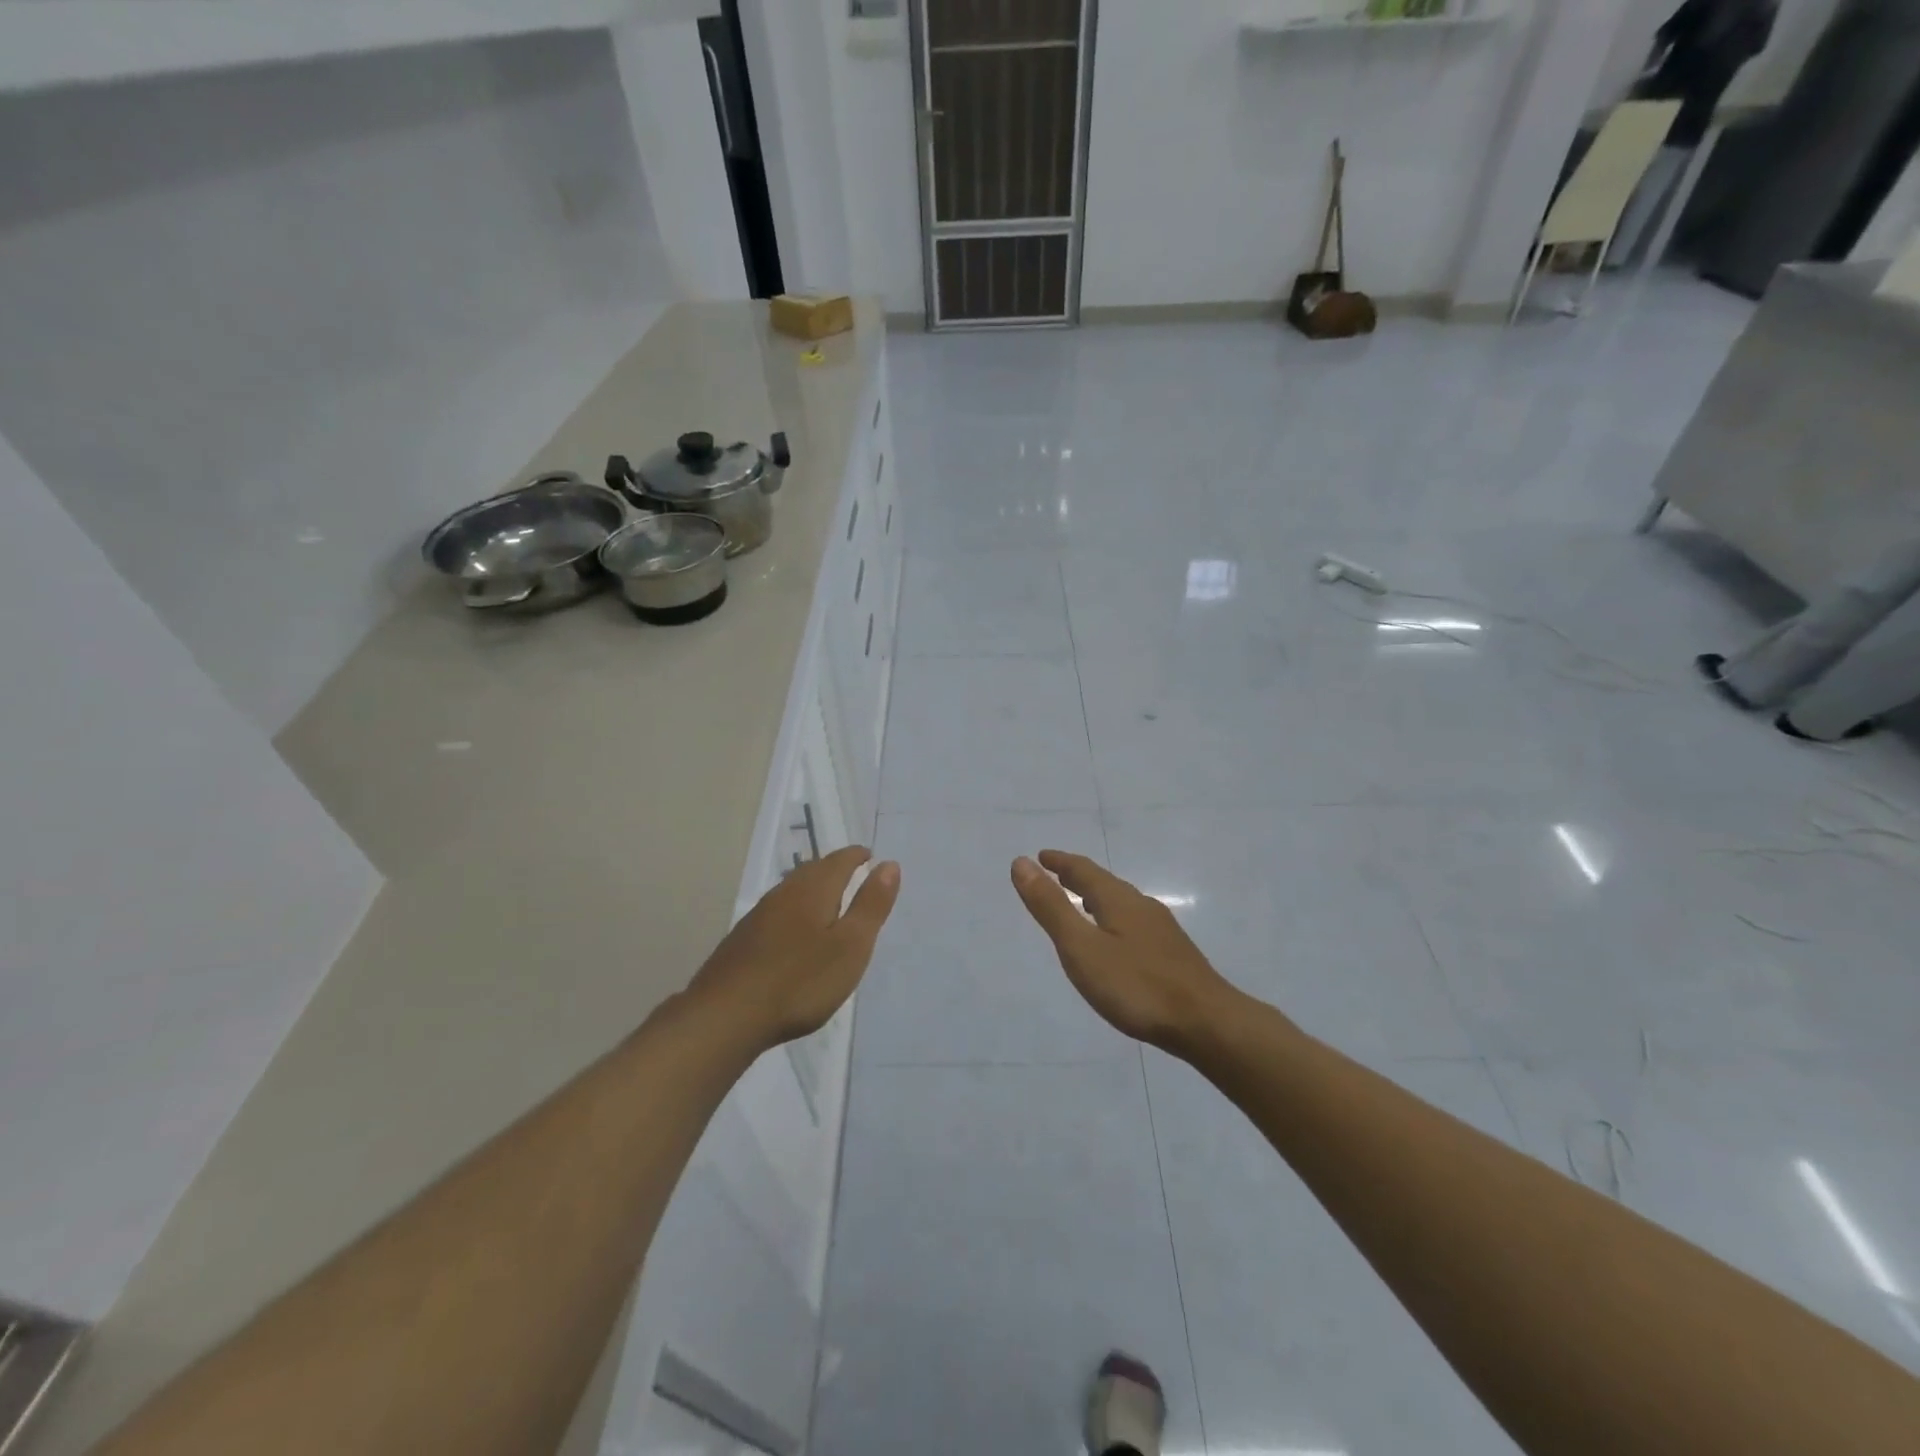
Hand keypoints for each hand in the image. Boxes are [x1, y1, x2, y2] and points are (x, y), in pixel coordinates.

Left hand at [689, 846, 900, 1051]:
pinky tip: (793, 932)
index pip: (840, 860)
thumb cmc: (801, 981)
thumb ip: (871, 905)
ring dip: (812, 888)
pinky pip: (777, 912)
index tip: (870, 855)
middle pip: (813, 870)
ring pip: (792, 890)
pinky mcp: (742, 940)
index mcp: (814, 890)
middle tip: (852, 872)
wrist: (726, 1016)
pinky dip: (794, 911)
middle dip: (834, 867)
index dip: (857, 855)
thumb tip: (888, 864)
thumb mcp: (851, 945)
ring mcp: (759, 916)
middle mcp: (784, 893)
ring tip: (828, 899)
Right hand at [1011, 850, 1237, 1055]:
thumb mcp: (1082, 948)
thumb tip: (1021, 863)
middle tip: (1056, 874)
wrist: (1207, 1023)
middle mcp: (1141, 906)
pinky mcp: (1173, 954)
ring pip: (1122, 904)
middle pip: (1105, 884)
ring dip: (1097, 898)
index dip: (1060, 862)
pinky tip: (1116, 942)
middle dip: (1078, 877)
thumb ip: (1051, 907)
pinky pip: (1134, 923)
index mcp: (1118, 900)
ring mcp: (1161, 930)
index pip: (1084, 871)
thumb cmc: (1136, 985)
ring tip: (1082, 904)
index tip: (1040, 856)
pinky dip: (1113, 919)